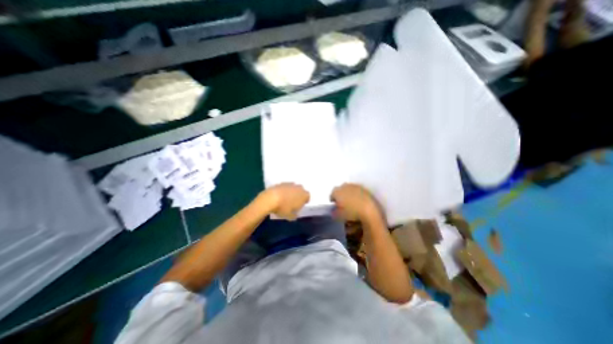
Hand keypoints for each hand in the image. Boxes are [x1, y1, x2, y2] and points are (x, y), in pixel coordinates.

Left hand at [257, 183, 308, 219]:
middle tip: (293, 202)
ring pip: (293, 188)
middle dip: (298, 195)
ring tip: (285, 199)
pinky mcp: (281, 183)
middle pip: (301, 191)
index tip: (300, 206)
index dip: (304, 201)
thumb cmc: (283, 208)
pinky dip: (284, 191)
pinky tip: (279, 196)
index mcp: (304, 195)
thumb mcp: (290, 216)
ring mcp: (290, 184)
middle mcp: (299, 188)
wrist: (270, 198)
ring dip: (291, 192)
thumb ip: (294, 215)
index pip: (307, 197)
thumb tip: (295, 214)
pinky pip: (285, 187)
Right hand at [333, 184, 381, 220]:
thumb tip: (334, 211)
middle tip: (343, 205)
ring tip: (352, 204)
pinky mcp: (365, 189)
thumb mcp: (339, 216)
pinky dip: (358, 197)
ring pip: (350, 190)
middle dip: (341, 196)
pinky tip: (360, 204)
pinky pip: (359, 192)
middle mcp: (346, 186)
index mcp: (337, 191)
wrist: (370, 210)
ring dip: (350, 196)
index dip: (333, 201)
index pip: (332, 194)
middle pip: (341, 190)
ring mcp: (356, 186)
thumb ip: (334, 212)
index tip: (335, 207)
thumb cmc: (351, 213)